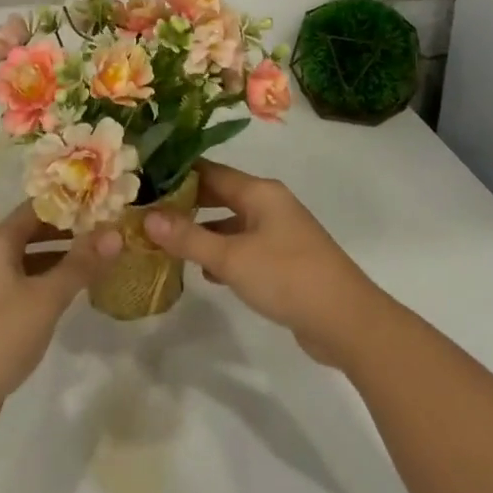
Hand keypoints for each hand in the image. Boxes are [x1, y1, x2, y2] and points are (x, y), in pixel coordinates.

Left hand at [0, 203, 118, 438]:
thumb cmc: (0, 335)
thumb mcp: (47, 298)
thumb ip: (81, 264)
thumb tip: (115, 234)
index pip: (37, 207)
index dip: (69, 204)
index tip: (102, 205)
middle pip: (32, 231)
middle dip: (68, 232)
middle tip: (105, 232)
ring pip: (28, 259)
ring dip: (59, 258)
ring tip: (96, 259)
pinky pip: (21, 283)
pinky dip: (45, 281)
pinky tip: (69, 292)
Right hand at [145, 162, 387, 369]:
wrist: (347, 321)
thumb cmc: (287, 277)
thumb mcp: (231, 258)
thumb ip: (189, 238)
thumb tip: (147, 216)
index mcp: (260, 192)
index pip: (210, 171)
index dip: (178, 174)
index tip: (145, 180)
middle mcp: (270, 204)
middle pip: (220, 195)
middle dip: (186, 203)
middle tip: (148, 212)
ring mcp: (279, 232)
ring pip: (231, 223)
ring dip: (203, 231)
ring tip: (166, 242)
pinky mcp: (284, 260)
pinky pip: (244, 247)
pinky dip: (223, 254)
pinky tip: (204, 273)